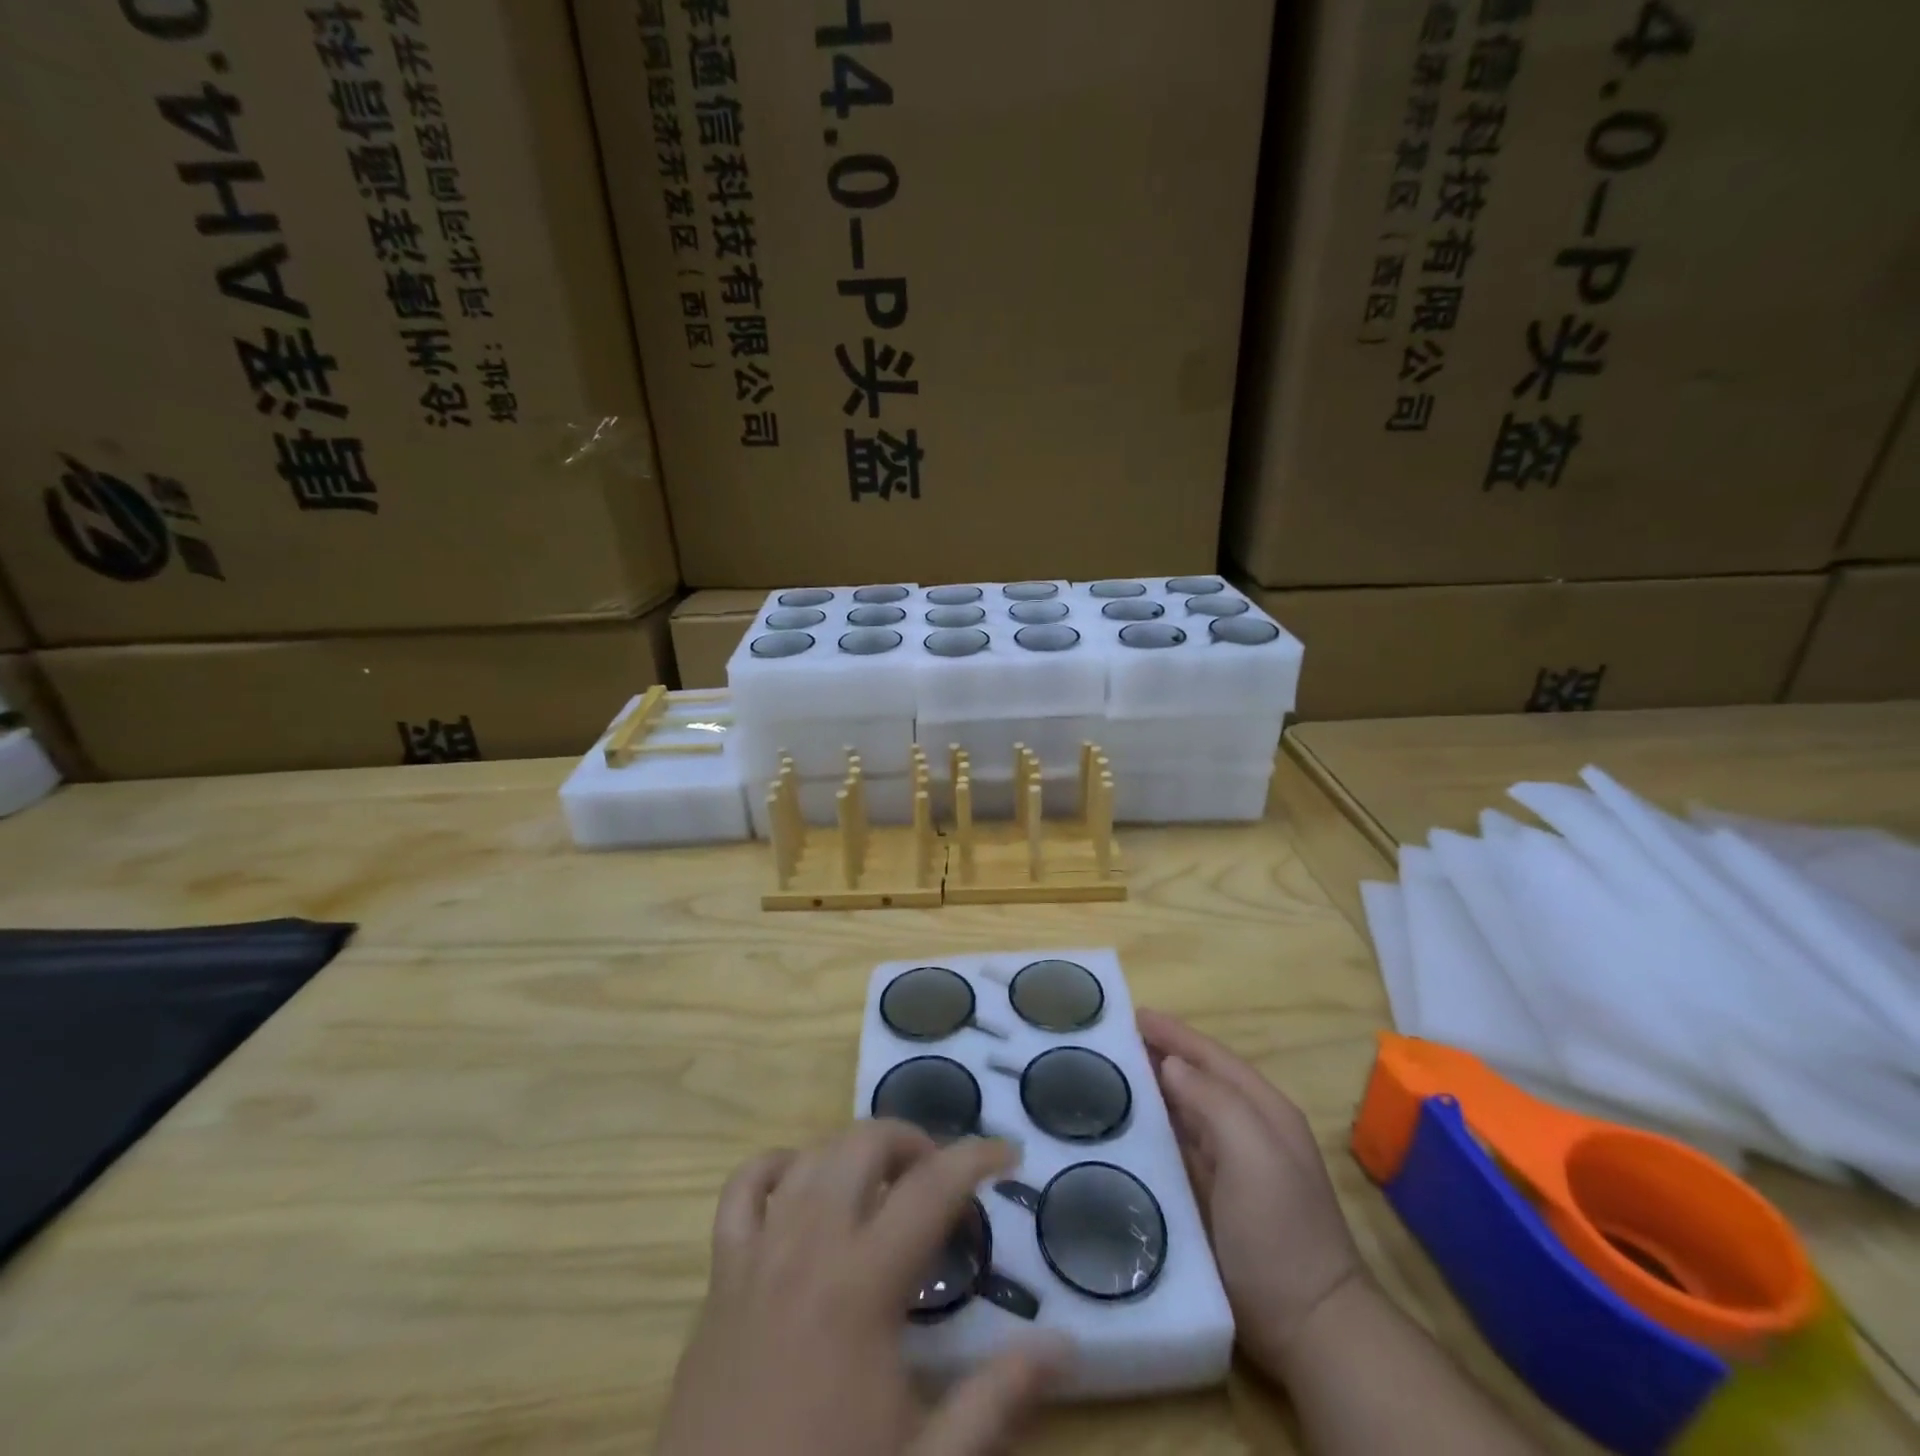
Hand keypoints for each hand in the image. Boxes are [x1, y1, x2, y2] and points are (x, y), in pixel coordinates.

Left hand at [657, 1124, 1071, 1455]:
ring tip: (886, 1182)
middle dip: (912, 1142)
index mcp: (862, 1285)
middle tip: (942, 1180)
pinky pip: (741, 1190)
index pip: (931, 1188)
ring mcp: (758, 1255)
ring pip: (811, 1156)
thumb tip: (1063, 1342)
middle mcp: (809, 1247)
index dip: (976, 1158)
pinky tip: (801, 1185)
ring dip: (855, 1151)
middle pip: (864, 1144)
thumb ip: (996, 1398)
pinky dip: (776, 1168)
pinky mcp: (720, 1277)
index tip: (1009, 1154)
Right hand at [1138, 1010, 1363, 1379]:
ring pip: (1180, 1112)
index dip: (1174, 1033)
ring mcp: (1227, 1166)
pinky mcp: (1208, 1197)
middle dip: (1156, 1055)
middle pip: (1194, 1079)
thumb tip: (1171, 1064)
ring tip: (1104, 1074)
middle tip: (1107, 1041)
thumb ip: (1214, 1100)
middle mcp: (1245, 1129)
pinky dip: (1148, 1130)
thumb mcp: (1254, 1154)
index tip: (1131, 1014)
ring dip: (1148, 1090)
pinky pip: (1172, 1148)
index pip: (1211, 1056)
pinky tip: (1119, 1128)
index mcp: (1262, 1110)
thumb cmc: (1280, 1230)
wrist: (1308, 1328)